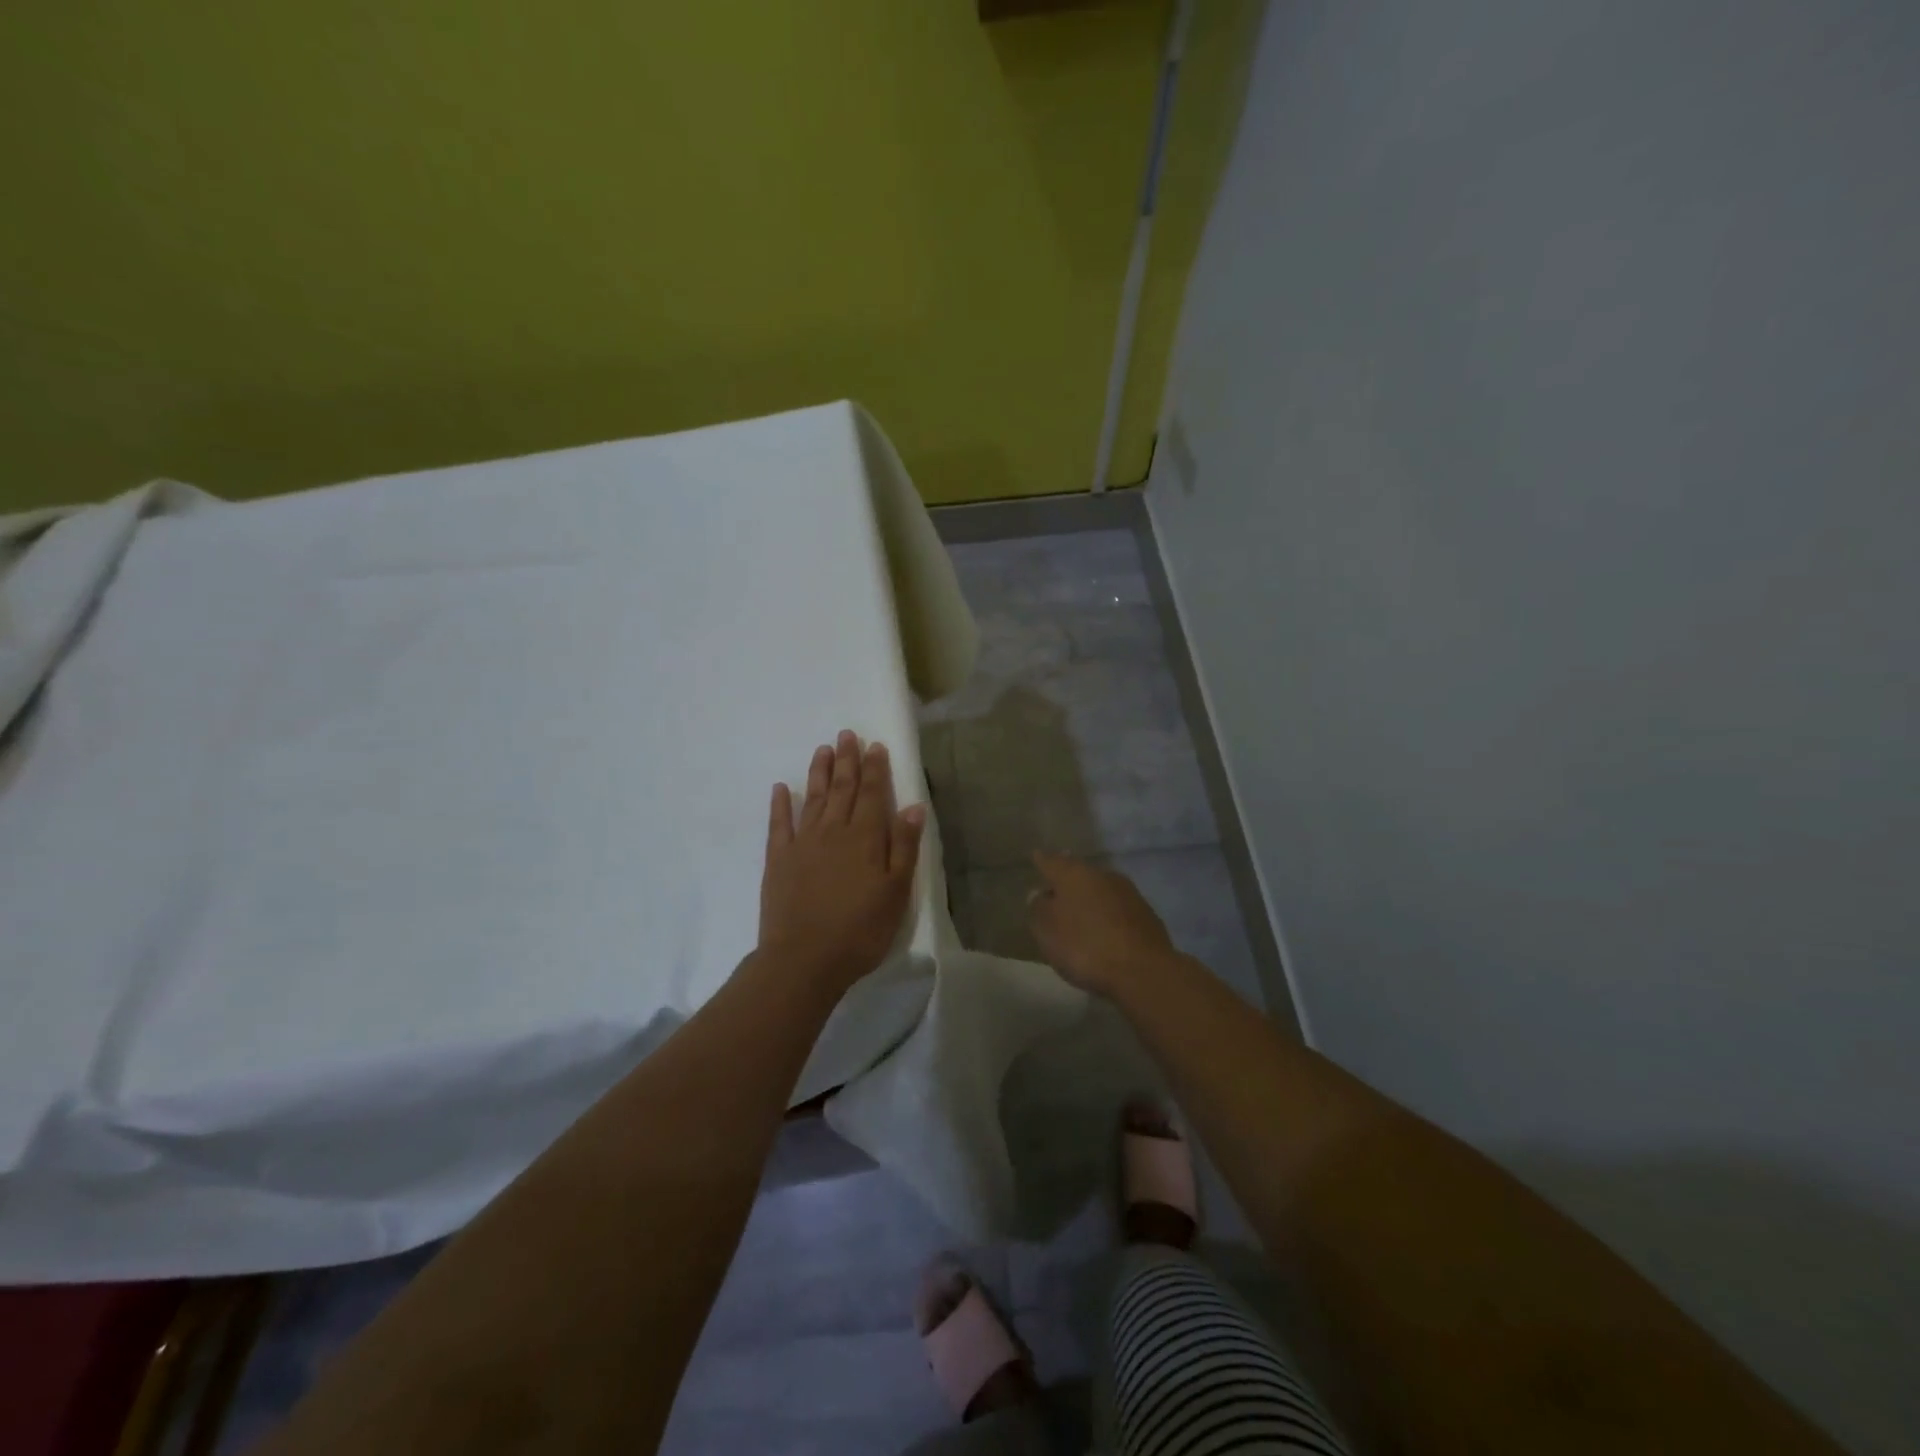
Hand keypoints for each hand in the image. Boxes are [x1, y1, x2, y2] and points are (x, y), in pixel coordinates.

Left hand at [759, 730, 926, 993]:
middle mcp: (833, 831)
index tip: (875, 745)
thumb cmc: (860, 930)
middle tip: (846, 734)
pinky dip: (780, 804)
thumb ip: (904, 846)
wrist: (804, 960)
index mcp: (865, 838)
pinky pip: (779, 824)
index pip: (872, 793)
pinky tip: (781, 788)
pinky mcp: (778, 860)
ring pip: (813, 798)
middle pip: (842, 789)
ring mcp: (802, 843)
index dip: (875, 768)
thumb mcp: (896, 892)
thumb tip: (913, 805)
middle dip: (846, 760)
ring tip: (823, 749)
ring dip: (819, 773)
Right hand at [1028, 852, 1177, 996]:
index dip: (1042, 861)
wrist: (1143, 971)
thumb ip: (1038, 908)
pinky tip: (1104, 929)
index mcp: (1074, 874)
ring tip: (1080, 913)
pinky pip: (1118, 909)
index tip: (1037, 857)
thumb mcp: (1046, 930)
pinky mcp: (1147, 915)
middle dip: (1067, 881)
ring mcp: (1128, 893)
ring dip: (1090, 898)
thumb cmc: (1084, 946)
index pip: (1051, 861)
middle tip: (1056, 890)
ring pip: (1101, 889)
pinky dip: (1108, 915)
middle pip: (1079, 873)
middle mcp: (1102, 875)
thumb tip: (1040, 894)